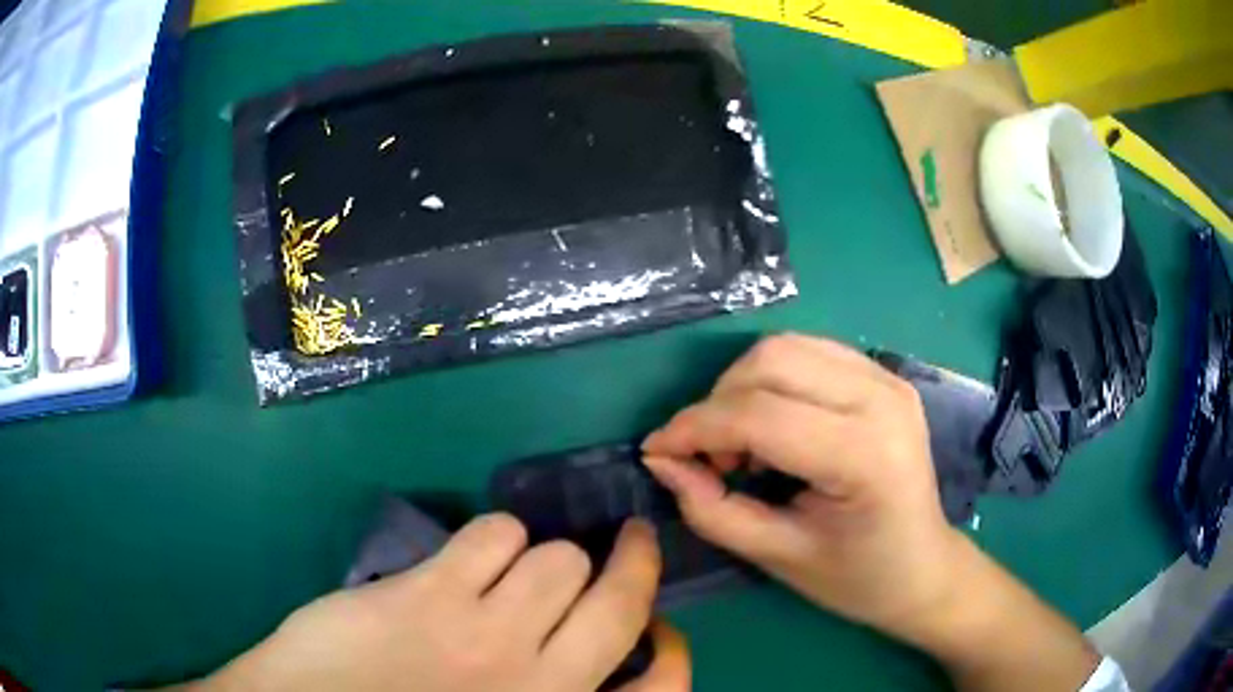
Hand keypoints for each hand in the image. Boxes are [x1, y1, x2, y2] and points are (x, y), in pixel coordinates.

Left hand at [192, 515, 688, 691]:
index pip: (663, 684)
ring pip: (556, 557)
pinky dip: (495, 537)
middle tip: (628, 544)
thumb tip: (580, 653)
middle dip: (632, 562)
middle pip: (619, 600)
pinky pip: (495, 535)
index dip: (671, 645)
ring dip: (544, 555)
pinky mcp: (430, 594)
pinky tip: (470, 559)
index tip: (657, 624)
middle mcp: (538, 681)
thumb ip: (546, 690)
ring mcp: (485, 636)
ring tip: (518, 568)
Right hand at [643, 334, 957, 637]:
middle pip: (771, 360)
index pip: (760, 415)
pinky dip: (772, 381)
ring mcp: (888, 379)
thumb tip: (661, 462)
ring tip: (743, 444)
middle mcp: (882, 399)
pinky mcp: (884, 376)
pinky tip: (773, 425)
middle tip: (712, 458)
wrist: (923, 568)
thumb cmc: (857, 578)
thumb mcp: (778, 556)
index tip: (656, 451)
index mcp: (865, 455)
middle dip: (718, 404)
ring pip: (786, 346)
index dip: (694, 428)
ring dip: (743, 388)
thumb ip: (713, 509)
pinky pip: (809, 352)